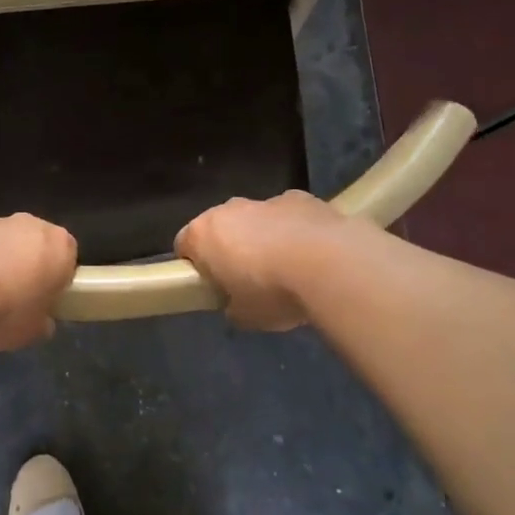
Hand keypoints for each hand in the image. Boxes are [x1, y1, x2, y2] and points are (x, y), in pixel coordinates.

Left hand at [0, 213, 78, 350]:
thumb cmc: (4, 314)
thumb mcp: (34, 331)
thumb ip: (42, 320)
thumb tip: (41, 320)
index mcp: (58, 246)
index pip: (66, 256)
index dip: (55, 277)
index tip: (42, 298)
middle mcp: (29, 224)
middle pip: (32, 241)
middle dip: (23, 261)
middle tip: (9, 294)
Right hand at [175, 191, 349, 330]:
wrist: (331, 265)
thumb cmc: (273, 292)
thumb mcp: (244, 315)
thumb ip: (232, 306)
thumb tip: (236, 304)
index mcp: (204, 234)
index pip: (183, 245)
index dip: (194, 266)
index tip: (210, 286)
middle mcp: (230, 209)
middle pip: (220, 227)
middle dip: (229, 249)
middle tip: (248, 281)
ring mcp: (267, 200)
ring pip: (256, 219)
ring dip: (264, 238)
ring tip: (287, 269)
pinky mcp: (302, 198)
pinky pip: (289, 216)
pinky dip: (294, 231)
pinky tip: (312, 255)